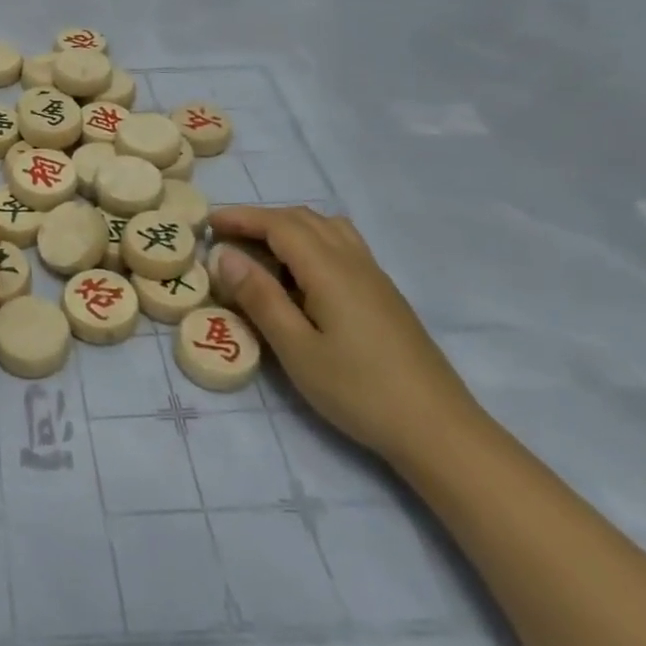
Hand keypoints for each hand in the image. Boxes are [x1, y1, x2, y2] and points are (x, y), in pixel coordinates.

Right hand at [208, 206, 481, 469]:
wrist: (437, 428)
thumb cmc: (358, 390)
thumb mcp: (296, 349)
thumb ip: (260, 298)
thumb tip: (225, 255)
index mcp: (330, 270)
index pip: (279, 225)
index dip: (242, 217)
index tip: (208, 223)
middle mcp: (354, 261)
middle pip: (303, 219)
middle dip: (261, 219)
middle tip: (226, 236)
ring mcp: (374, 276)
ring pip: (327, 229)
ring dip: (289, 227)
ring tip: (260, 249)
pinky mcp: (384, 294)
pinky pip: (342, 245)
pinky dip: (311, 241)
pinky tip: (301, 273)